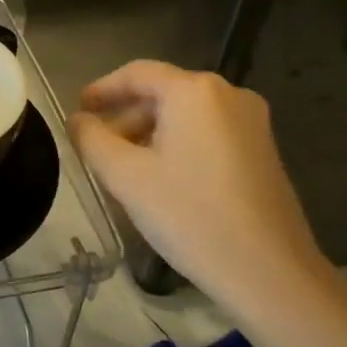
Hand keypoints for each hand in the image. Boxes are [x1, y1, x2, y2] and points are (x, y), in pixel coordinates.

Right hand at [70, 61, 335, 321]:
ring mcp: (251, 122)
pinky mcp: (262, 150)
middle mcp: (228, 94)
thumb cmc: (190, 215)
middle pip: (163, 93)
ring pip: (185, 116)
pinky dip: (177, 145)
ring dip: (149, 134)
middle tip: (96, 149)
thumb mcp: (126, 176)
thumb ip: (92, 139)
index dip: (101, 89)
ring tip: (123, 170)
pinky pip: (207, 133)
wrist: (269, 272)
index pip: (137, 73)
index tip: (77, 111)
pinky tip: (160, 180)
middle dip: (125, 117)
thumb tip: (77, 120)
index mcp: (195, 91)